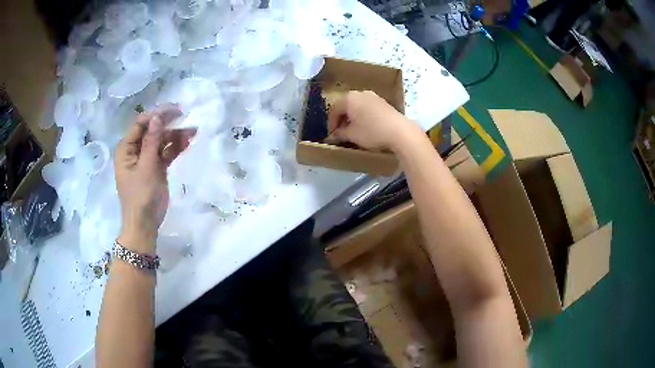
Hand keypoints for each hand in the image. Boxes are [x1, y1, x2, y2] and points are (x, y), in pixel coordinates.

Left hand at [114, 104, 194, 252]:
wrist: (145, 224)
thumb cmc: (140, 197)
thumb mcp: (145, 168)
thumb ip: (151, 142)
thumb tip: (157, 117)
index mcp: (126, 148)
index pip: (140, 124)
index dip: (156, 114)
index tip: (174, 109)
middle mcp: (135, 150)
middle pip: (152, 130)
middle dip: (168, 123)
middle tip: (186, 116)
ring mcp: (147, 158)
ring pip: (161, 140)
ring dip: (176, 135)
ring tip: (193, 130)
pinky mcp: (156, 167)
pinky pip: (167, 152)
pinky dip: (176, 147)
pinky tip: (188, 141)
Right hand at [327, 91, 420, 152]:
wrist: (400, 131)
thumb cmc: (372, 132)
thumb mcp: (352, 135)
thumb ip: (340, 134)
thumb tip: (333, 135)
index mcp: (349, 98)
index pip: (334, 110)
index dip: (331, 123)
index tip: (332, 135)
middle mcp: (360, 93)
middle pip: (346, 105)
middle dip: (342, 119)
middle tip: (340, 132)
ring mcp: (373, 96)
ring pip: (357, 106)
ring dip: (352, 117)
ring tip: (353, 130)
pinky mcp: (383, 102)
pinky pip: (367, 107)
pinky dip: (363, 115)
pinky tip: (365, 126)